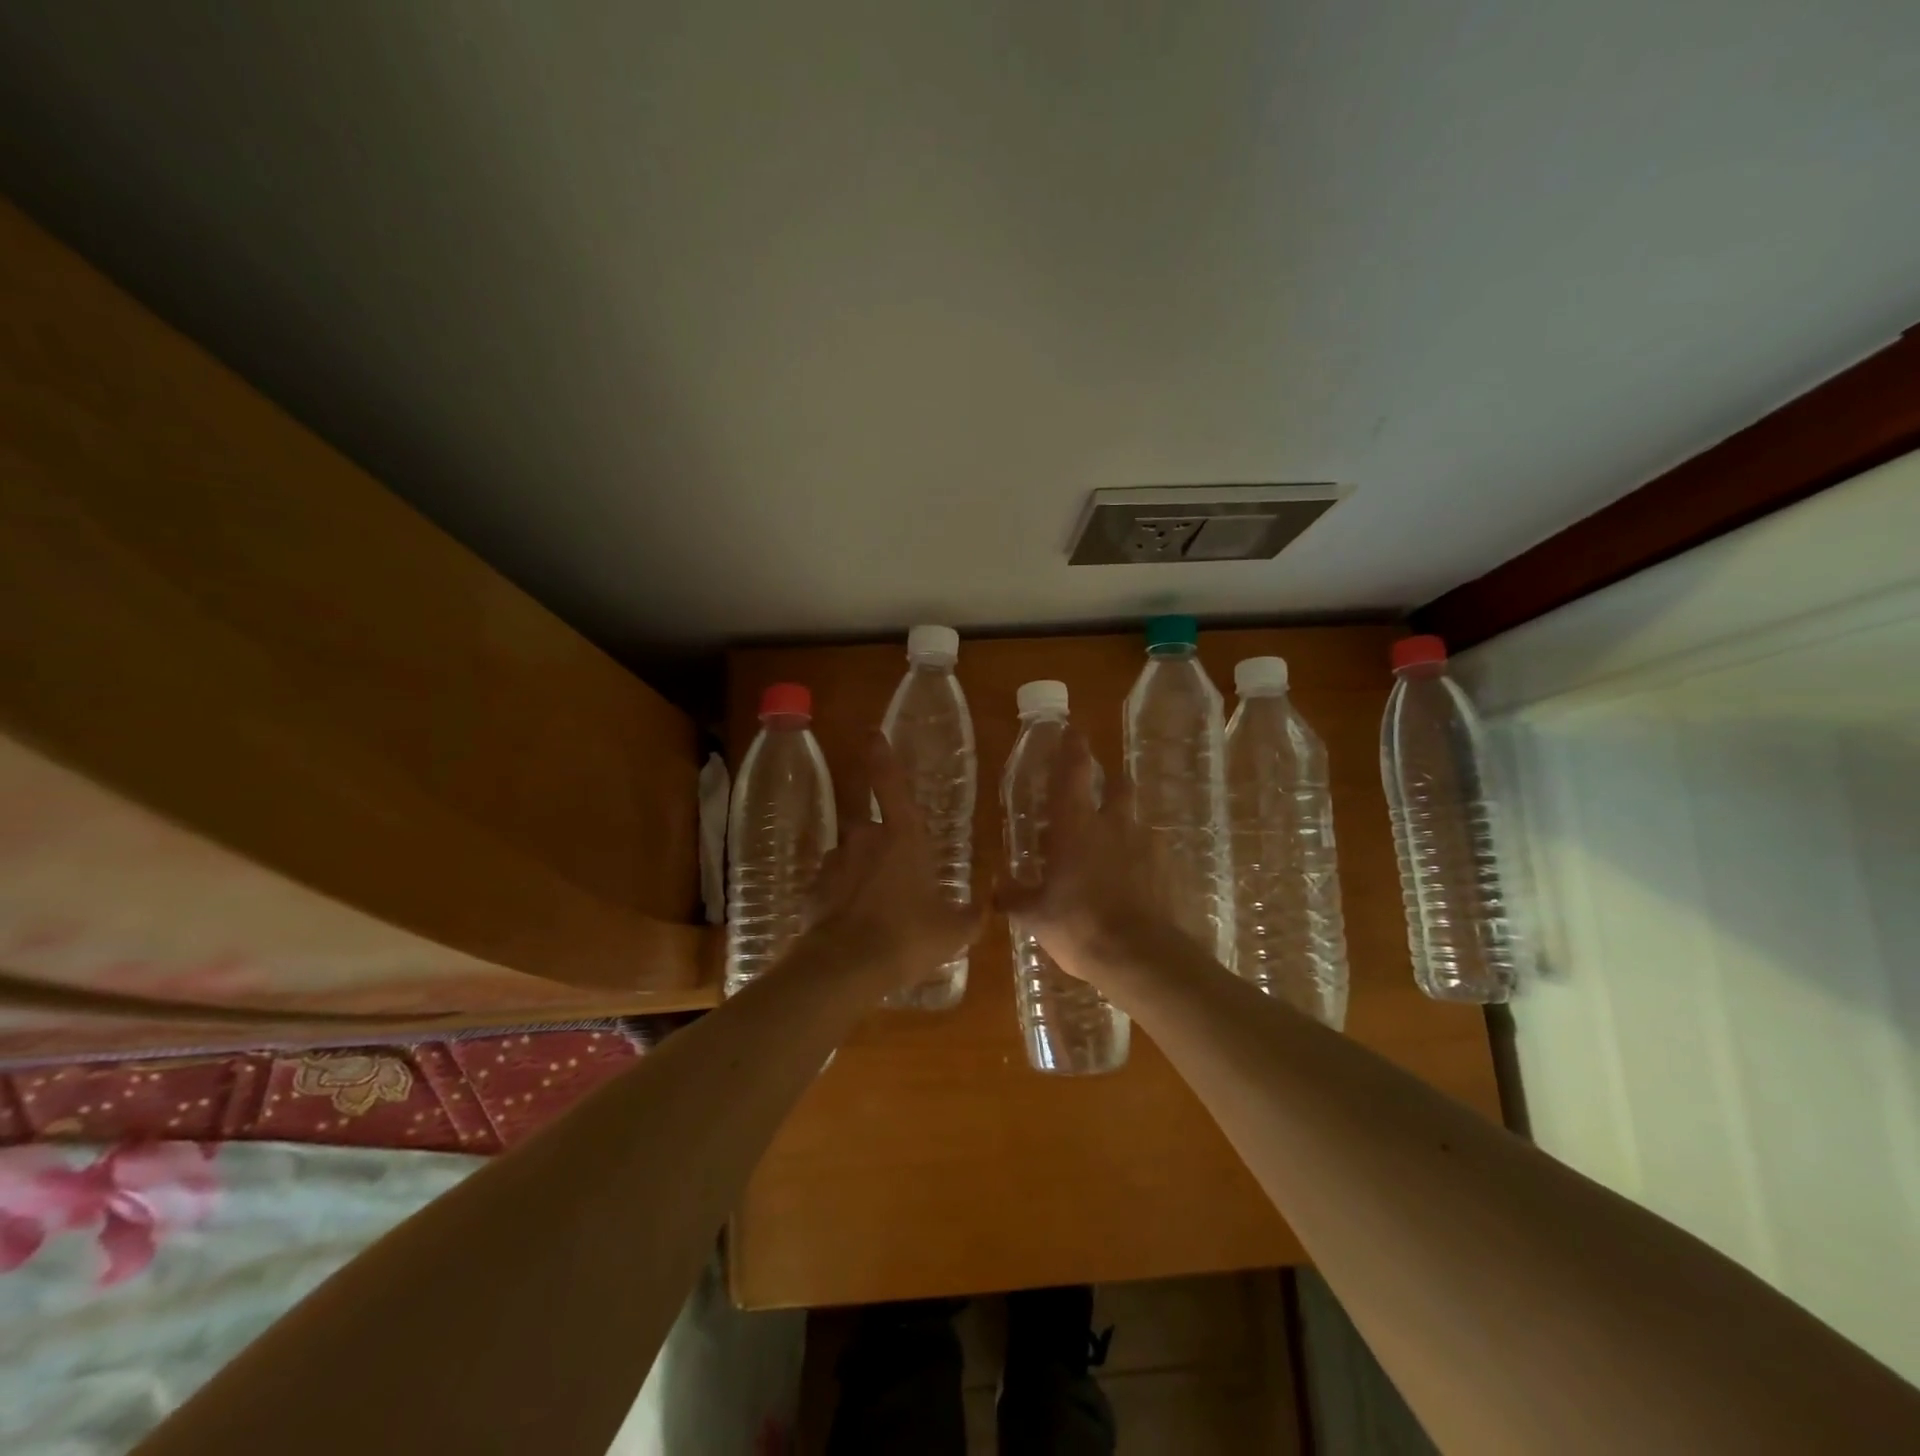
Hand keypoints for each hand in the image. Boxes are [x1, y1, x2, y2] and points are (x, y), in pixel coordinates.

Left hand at [809, 732, 983, 991]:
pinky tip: (857, 924)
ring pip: (853, 855)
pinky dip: (844, 895)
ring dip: (863, 872)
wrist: (845, 968)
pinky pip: (835, 882)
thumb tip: (989, 903)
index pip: (890, 783)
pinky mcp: (815, 886)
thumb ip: (973, 914)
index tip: (872, 733)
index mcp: (903, 836)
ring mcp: (836, 860)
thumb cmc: (907, 937)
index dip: (882, 756)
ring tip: (878, 909)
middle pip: (873, 827)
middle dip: (883, 844)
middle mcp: (865, 837)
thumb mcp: (954, 931)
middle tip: (899, 878)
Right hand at [994, 726, 1181, 985]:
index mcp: (1075, 826)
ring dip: (1123, 820)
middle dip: (1109, 778)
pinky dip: (1138, 854)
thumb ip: (1014, 897)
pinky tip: (1130, 875)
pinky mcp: (1164, 869)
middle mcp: (1112, 825)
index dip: (1071, 748)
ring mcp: (1143, 845)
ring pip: (1134, 817)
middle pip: (1118, 785)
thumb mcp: (1035, 915)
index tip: (1072, 730)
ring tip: (1112, 840)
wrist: (1139, 955)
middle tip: (1098, 785)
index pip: (1072, 773)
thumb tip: (995, 891)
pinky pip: (1149, 850)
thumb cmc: (1078, 925)